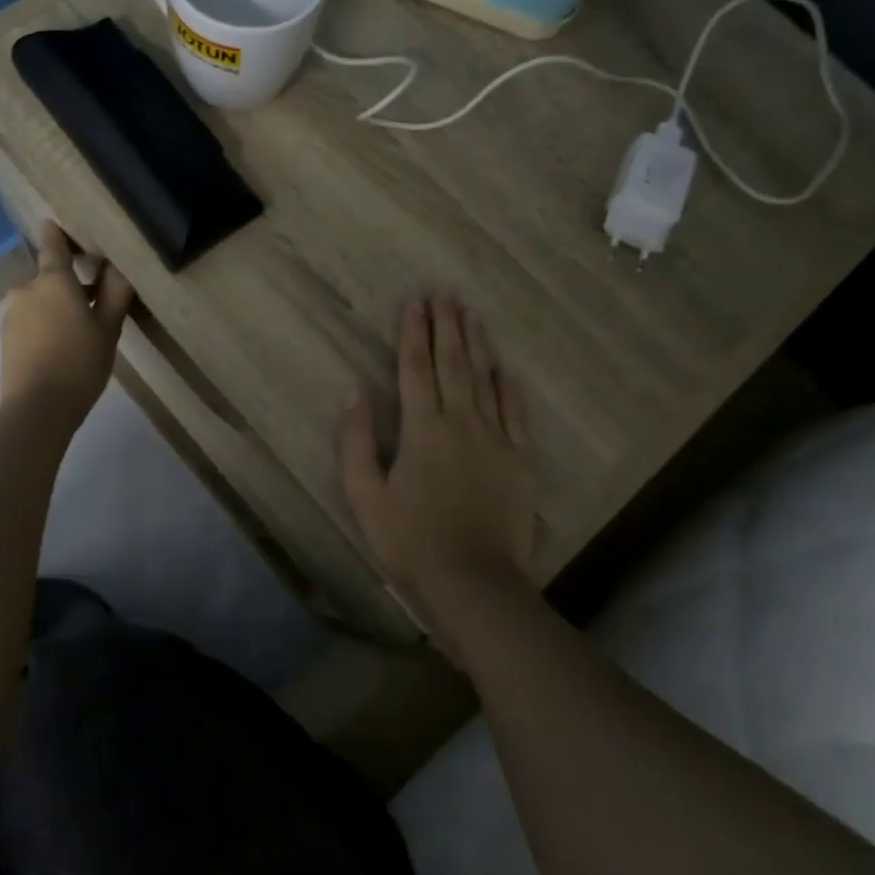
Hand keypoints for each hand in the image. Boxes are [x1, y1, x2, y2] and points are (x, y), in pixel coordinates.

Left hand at [0, 222, 135, 427]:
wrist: (36, 409)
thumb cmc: (79, 363)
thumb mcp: (108, 329)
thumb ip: (115, 293)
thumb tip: (120, 265)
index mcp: (53, 280)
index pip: (53, 243)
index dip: (58, 233)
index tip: (65, 227)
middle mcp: (27, 288)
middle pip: (49, 275)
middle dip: (69, 282)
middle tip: (96, 299)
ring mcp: (12, 313)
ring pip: (39, 299)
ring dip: (57, 305)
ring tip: (81, 329)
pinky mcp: (6, 338)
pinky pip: (30, 319)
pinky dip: (45, 323)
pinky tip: (61, 345)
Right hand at [337, 294, 537, 622]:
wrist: (473, 582)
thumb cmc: (409, 540)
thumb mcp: (364, 495)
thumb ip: (356, 440)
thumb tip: (354, 390)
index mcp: (421, 428)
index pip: (415, 367)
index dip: (413, 332)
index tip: (414, 301)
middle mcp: (461, 422)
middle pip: (453, 363)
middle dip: (447, 324)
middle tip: (446, 292)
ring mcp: (496, 440)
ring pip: (485, 380)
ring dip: (477, 344)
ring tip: (472, 314)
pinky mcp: (520, 461)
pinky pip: (516, 414)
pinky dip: (510, 388)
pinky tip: (506, 370)